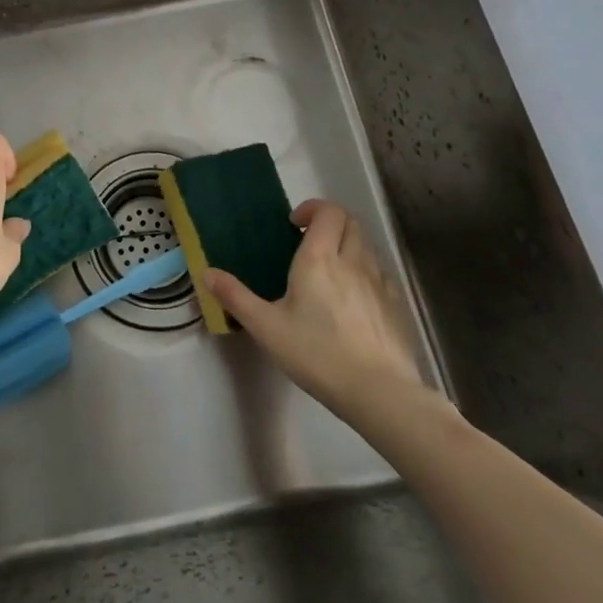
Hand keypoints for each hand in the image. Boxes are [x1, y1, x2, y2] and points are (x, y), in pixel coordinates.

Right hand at [204, 200, 426, 415]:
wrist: (379, 393)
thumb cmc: (317, 354)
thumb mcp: (266, 327)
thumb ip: (235, 297)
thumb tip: (206, 273)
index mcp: (319, 258)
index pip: (328, 211)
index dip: (313, 208)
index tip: (294, 225)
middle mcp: (353, 261)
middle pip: (351, 222)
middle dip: (331, 222)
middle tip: (310, 241)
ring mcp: (379, 283)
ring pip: (367, 246)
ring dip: (349, 245)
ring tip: (330, 269)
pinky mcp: (395, 306)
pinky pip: (380, 273)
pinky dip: (366, 271)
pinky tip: (354, 298)